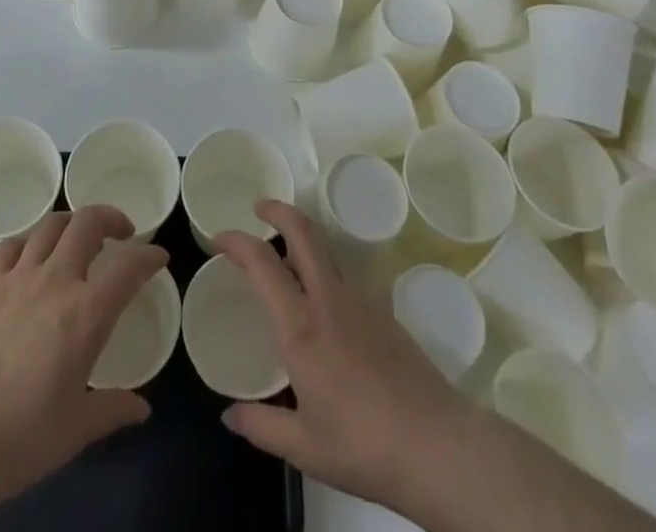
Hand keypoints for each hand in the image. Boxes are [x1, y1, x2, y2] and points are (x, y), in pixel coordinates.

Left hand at [0, 206, 168, 515]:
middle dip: (111, 218)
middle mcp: (56, 280)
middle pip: (88, 222)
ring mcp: (18, 277)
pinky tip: (30, 258)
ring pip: (51, 225)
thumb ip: (112, 409)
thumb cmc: (24, 436)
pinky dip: (28, 242)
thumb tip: (141, 409)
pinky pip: (11, 245)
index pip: (129, 267)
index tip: (158, 257)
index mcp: (87, 312)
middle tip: (121, 233)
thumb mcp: (78, 428)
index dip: (149, 256)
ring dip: (71, 223)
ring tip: (78, 238)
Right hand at [214, 200, 489, 525]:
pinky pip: (343, 278)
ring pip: (326, 250)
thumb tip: (228, 415)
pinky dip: (323, 271)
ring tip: (284, 255)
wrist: (436, 446)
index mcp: (301, 327)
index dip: (237, 241)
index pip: (262, 263)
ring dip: (301, 238)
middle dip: (278, 210)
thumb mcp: (303, 447)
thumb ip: (261, 426)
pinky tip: (321, 306)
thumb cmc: (362, 445)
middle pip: (302, 232)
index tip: (219, 237)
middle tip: (259, 207)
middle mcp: (328, 301)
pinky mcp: (384, 313)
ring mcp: (360, 301)